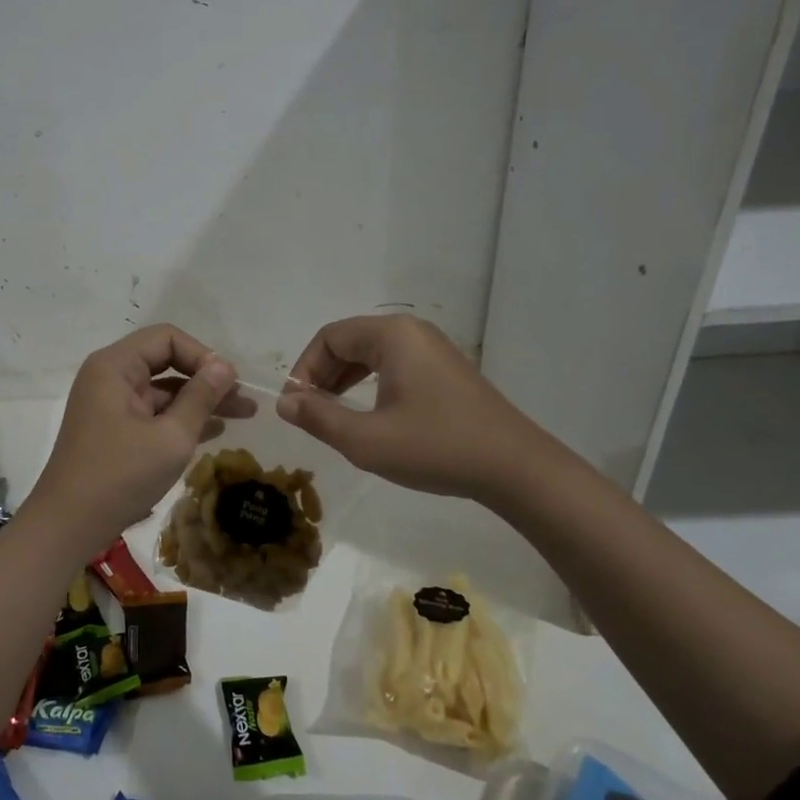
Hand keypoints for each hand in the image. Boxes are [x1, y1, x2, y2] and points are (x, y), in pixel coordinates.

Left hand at [27, 324, 249, 552]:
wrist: (67, 526)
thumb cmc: (120, 476)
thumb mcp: (171, 437)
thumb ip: (201, 398)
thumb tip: (225, 367)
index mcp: (115, 366)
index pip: (167, 338)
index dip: (202, 355)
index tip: (229, 383)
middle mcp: (110, 377)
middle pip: (166, 361)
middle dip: (206, 378)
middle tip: (244, 399)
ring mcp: (111, 404)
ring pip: (163, 390)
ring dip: (199, 400)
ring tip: (242, 415)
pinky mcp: (114, 429)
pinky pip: (153, 412)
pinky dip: (181, 418)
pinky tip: (215, 430)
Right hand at [280, 314, 541, 501]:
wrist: (514, 468)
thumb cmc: (435, 447)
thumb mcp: (366, 440)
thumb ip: (318, 418)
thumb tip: (284, 402)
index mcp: (391, 335)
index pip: (329, 337)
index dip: (304, 369)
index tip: (296, 407)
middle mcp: (411, 332)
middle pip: (349, 341)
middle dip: (323, 375)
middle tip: (311, 414)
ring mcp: (432, 349)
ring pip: (371, 354)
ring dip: (345, 381)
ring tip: (334, 416)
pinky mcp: (445, 370)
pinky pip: (394, 365)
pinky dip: (371, 384)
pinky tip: (370, 415)